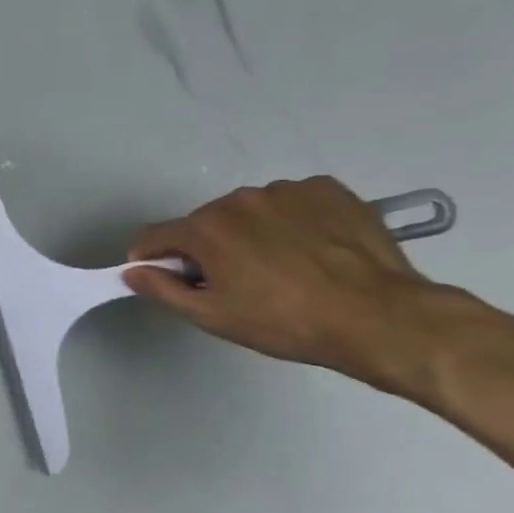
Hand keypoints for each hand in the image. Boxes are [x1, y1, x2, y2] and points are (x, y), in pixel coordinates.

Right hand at [121, 176, 440, 389]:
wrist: (381, 318)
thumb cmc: (287, 322)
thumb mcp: (214, 317)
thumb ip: (163, 290)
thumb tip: (132, 271)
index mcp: (205, 228)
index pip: (154, 236)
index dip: (152, 260)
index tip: (169, 280)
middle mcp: (239, 199)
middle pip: (204, 223)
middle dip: (208, 249)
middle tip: (238, 284)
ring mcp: (286, 190)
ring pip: (249, 212)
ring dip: (251, 234)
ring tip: (284, 268)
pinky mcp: (328, 190)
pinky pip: (292, 203)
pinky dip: (292, 221)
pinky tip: (313, 250)